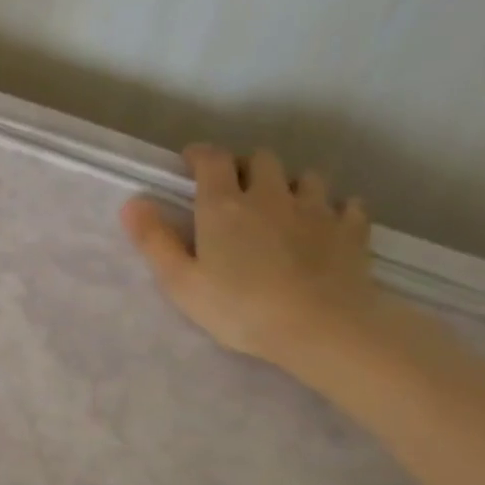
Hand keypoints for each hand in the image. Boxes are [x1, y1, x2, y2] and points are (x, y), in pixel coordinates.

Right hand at [120, 144, 380, 370]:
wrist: (323, 329)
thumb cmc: (240, 309)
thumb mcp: (182, 282)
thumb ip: (155, 241)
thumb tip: (133, 202)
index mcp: (224, 205)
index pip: (212, 159)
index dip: (200, 155)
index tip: (191, 163)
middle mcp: (271, 195)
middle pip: (261, 158)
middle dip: (246, 166)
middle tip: (236, 189)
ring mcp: (317, 210)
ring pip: (307, 176)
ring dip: (291, 183)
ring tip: (283, 205)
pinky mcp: (351, 230)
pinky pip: (347, 205)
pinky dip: (335, 209)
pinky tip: (328, 225)